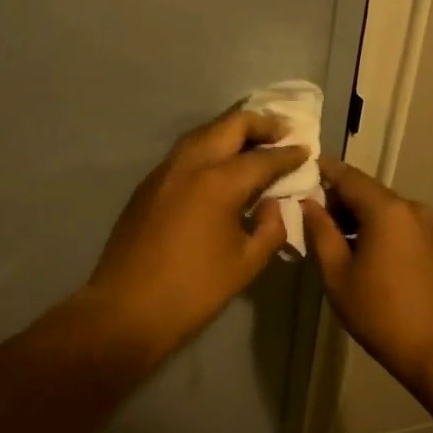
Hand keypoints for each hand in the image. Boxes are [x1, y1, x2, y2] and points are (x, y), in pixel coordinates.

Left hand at [82, 109, 307, 357]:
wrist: (126, 308)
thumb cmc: (193, 290)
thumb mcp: (246, 264)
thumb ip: (271, 228)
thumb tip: (274, 204)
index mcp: (218, 182)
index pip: (263, 157)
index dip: (288, 153)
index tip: (306, 150)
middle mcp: (191, 164)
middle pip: (230, 125)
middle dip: (261, 124)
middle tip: (284, 134)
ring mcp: (165, 170)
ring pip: (204, 132)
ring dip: (232, 131)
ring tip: (255, 143)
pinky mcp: (149, 183)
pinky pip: (186, 151)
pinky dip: (210, 147)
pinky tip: (221, 165)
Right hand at [302, 158, 432, 381]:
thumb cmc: (380, 312)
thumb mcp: (337, 274)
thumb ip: (320, 231)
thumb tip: (306, 203)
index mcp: (386, 209)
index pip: (347, 175)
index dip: (320, 171)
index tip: (296, 173)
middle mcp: (409, 207)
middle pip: (364, 189)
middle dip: (335, 198)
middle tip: (306, 215)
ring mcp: (424, 224)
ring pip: (380, 207)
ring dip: (354, 215)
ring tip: (327, 237)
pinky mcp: (431, 241)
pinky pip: (395, 222)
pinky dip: (373, 226)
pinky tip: (355, 250)